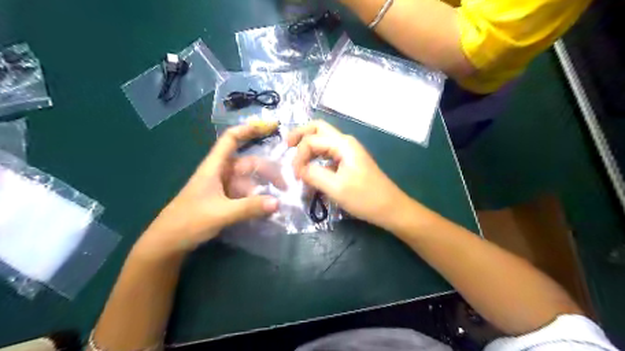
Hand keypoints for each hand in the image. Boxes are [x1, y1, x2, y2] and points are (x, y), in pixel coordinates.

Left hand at [140, 122, 282, 255]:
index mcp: (215, 167)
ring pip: (248, 181)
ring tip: (278, 201)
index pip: (231, 139)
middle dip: (267, 171)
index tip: (271, 126)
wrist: (168, 242)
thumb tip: (278, 203)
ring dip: (263, 188)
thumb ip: (249, 208)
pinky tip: (266, 209)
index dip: (249, 129)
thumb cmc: (189, 221)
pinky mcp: (224, 200)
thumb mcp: (221, 213)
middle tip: (285, 187)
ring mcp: (223, 187)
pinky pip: (245, 194)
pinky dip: (256, 199)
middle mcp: (220, 173)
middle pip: (248, 163)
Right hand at [286, 120, 411, 229]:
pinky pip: (328, 154)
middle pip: (318, 129)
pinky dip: (316, 158)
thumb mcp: (336, 187)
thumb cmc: (365, 198)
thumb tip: (298, 169)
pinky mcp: (349, 162)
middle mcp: (345, 143)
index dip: (299, 155)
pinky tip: (310, 169)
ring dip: (308, 147)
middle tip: (286, 147)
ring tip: (295, 159)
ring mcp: (348, 152)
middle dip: (300, 135)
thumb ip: (313, 174)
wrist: (391, 208)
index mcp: (343, 144)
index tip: (295, 175)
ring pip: (322, 141)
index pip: (311, 140)